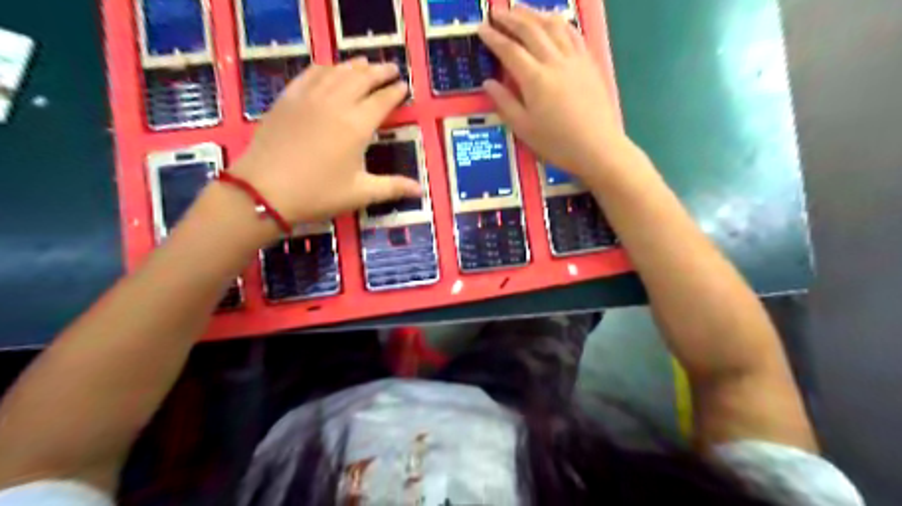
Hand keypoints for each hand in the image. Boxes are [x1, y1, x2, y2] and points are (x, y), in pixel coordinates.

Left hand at [227, 57, 420, 223]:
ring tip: (365, 64)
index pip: (382, 100)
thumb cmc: (318, 193)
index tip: (404, 86)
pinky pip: (310, 74)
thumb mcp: (360, 193)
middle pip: (361, 78)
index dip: (395, 92)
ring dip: (354, 66)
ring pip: (336, 72)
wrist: (264, 191)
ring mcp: (309, 97)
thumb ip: (392, 187)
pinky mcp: (288, 98)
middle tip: (391, 68)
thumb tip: (421, 190)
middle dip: (379, 71)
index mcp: (357, 125)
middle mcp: (335, 103)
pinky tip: (328, 69)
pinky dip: (324, 68)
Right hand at [479, 5, 632, 179]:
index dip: (494, 37)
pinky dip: (558, 22)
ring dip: (534, 13)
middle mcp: (554, 61)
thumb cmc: (557, 143)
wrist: (597, 147)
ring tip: (520, 10)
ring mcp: (574, 59)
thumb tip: (488, 82)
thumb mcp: (524, 128)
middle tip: (496, 12)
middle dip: (511, 18)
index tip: (481, 28)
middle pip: (530, 29)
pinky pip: (572, 33)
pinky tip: (552, 21)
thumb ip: (505, 102)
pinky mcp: (589, 62)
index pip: (510, 50)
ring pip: (553, 25)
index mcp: (535, 79)